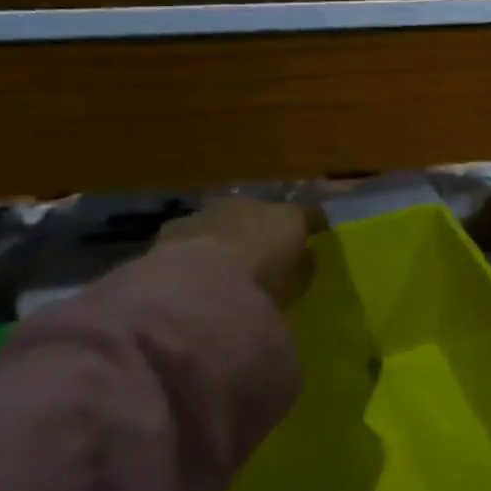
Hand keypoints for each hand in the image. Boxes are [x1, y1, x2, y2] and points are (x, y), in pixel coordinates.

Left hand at [156, 197, 324, 307]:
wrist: (199, 286)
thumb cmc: (263, 284)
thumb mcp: (297, 282)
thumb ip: (302, 265)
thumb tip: (304, 255)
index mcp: (289, 215)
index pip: (308, 213)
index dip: (312, 224)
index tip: (315, 235)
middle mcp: (250, 204)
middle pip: (262, 211)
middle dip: (264, 226)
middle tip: (265, 249)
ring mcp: (211, 211)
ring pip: (225, 219)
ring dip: (228, 234)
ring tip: (227, 261)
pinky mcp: (174, 227)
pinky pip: (194, 235)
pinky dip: (198, 247)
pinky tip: (196, 268)